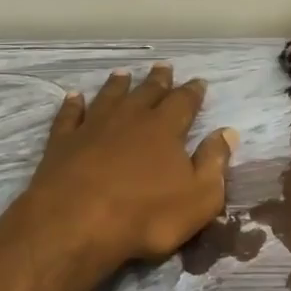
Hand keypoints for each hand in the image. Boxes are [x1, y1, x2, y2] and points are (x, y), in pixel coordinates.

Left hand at [18, 65, 236, 270]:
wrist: (77, 223)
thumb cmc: (147, 215)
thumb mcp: (199, 197)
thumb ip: (214, 162)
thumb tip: (227, 132)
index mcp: (165, 129)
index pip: (184, 103)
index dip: (192, 92)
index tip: (198, 81)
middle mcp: (129, 118)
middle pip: (146, 92)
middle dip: (158, 80)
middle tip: (163, 67)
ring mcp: (92, 127)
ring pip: (108, 97)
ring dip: (117, 85)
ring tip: (123, 74)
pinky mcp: (62, 142)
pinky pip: (69, 115)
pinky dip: (72, 104)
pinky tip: (74, 96)